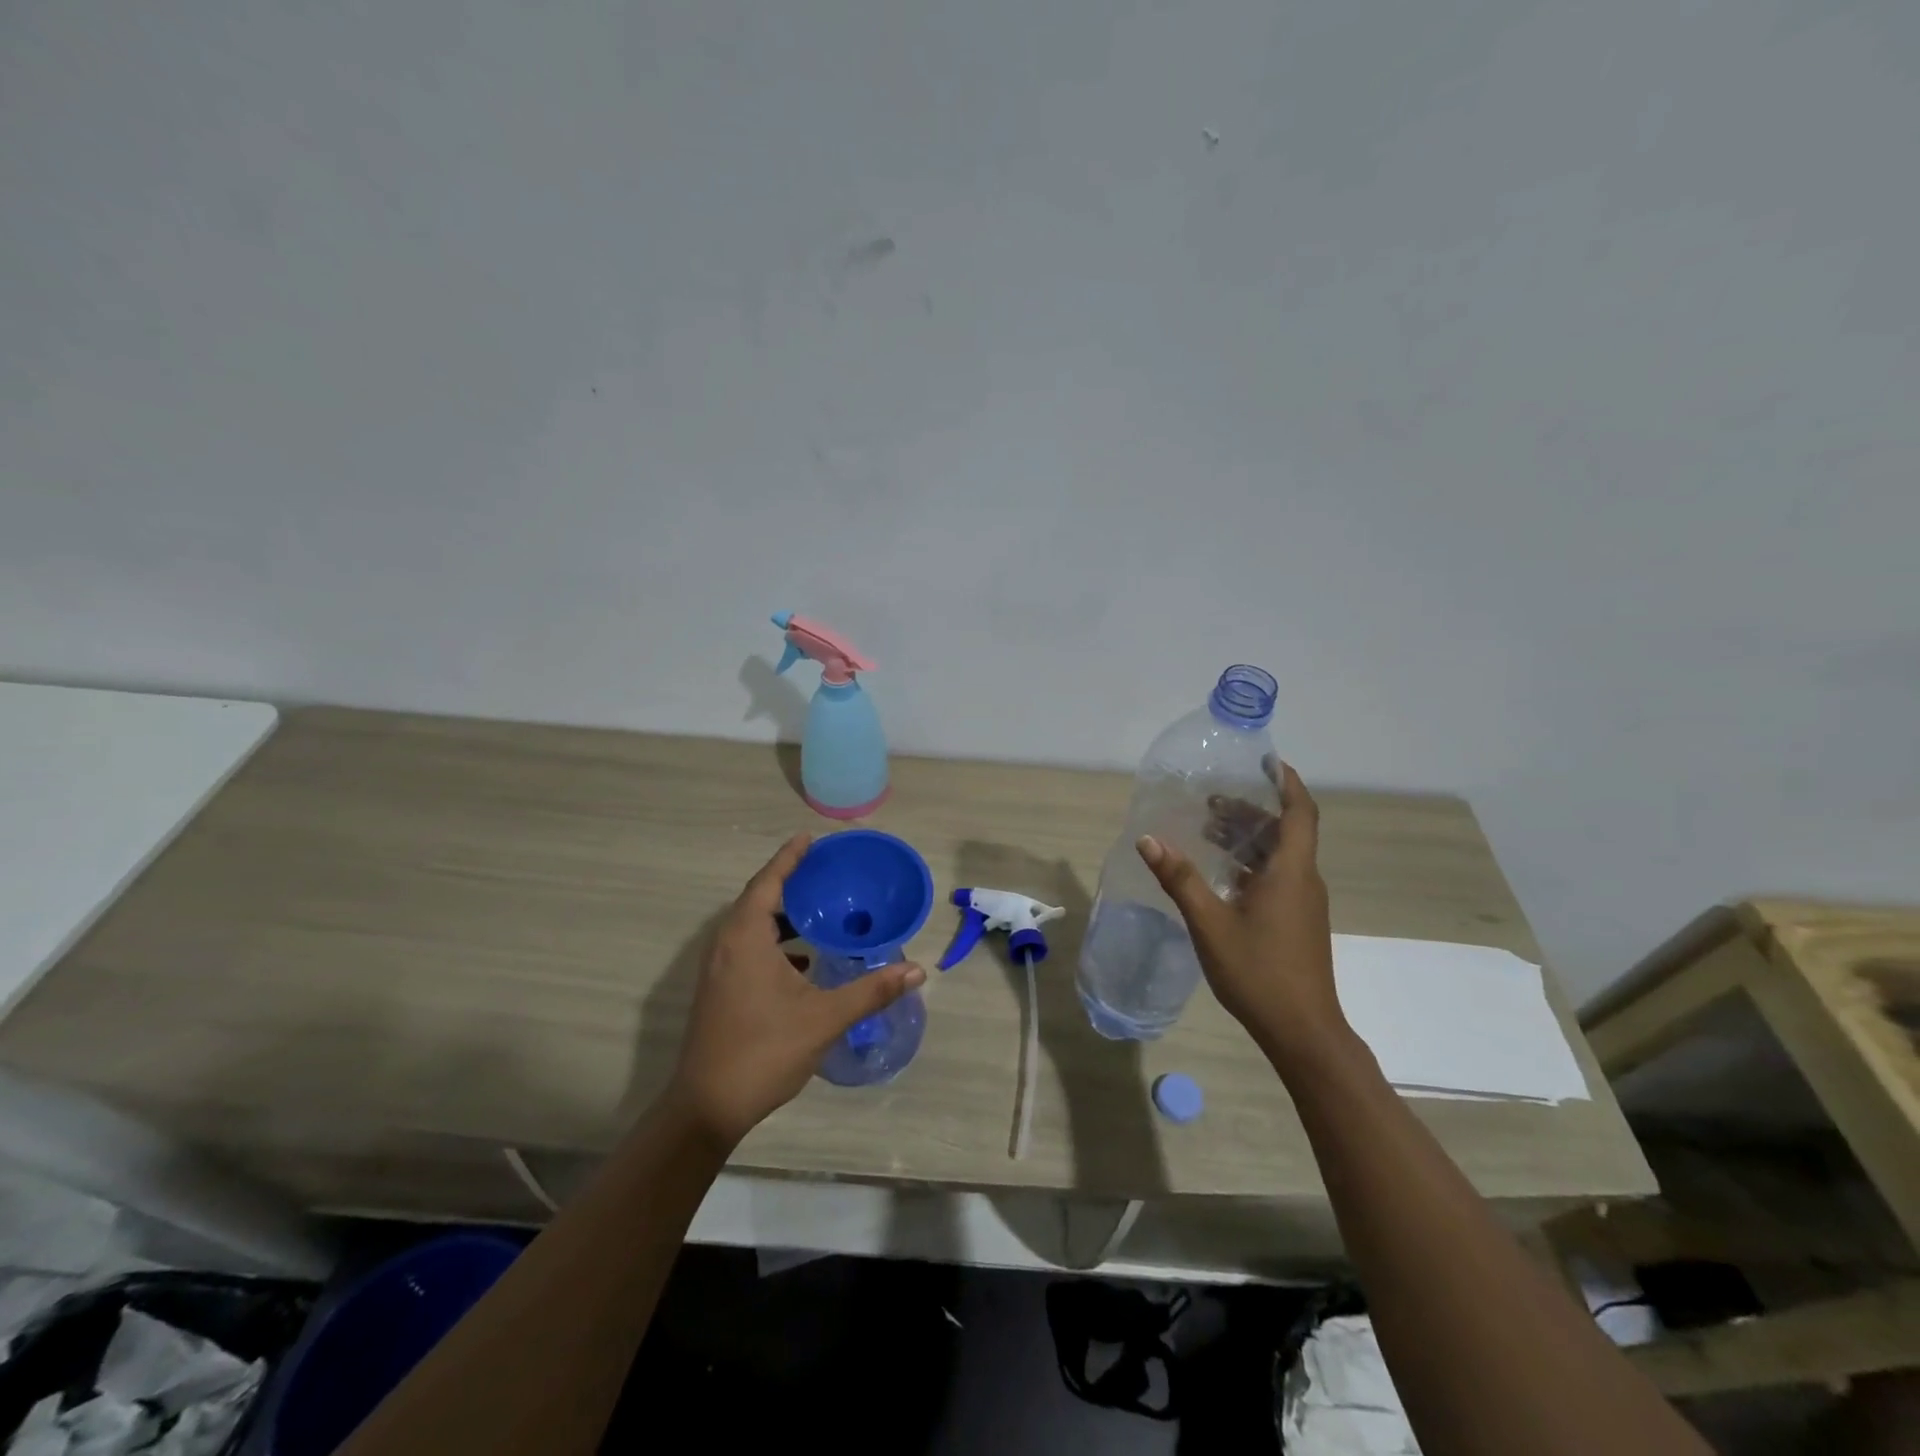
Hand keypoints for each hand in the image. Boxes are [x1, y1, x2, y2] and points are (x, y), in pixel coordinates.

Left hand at [666, 833, 925, 1145]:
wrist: (706, 1107)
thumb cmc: (764, 1051)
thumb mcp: (824, 1018)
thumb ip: (871, 991)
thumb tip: (917, 970)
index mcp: (746, 939)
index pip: (768, 883)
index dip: (789, 858)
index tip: (810, 838)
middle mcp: (726, 945)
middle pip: (758, 899)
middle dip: (790, 882)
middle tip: (825, 871)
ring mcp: (718, 969)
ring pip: (751, 926)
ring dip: (783, 915)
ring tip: (820, 910)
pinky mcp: (719, 989)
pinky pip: (748, 947)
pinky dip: (775, 941)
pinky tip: (804, 959)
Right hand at [1136, 761, 1346, 1062]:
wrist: (1303, 1031)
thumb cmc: (1259, 972)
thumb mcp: (1210, 923)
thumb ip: (1179, 879)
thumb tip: (1148, 838)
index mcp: (1291, 872)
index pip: (1299, 811)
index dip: (1285, 781)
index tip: (1265, 760)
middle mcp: (1303, 880)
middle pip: (1285, 830)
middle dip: (1252, 809)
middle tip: (1213, 800)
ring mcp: (1303, 903)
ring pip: (1280, 855)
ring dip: (1249, 837)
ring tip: (1209, 830)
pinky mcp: (1297, 922)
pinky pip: (1277, 876)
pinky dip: (1251, 863)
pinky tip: (1220, 875)